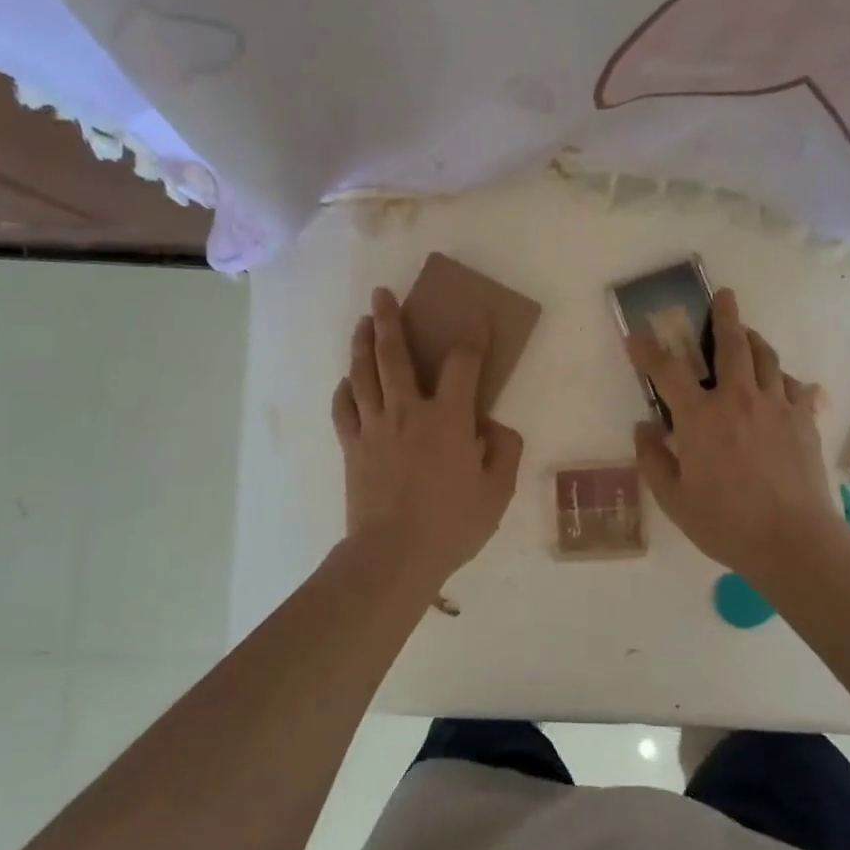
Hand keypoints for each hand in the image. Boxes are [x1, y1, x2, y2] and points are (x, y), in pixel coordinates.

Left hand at [332, 287, 523, 594]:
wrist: (393, 555)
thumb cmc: (452, 524)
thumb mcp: (496, 492)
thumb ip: (504, 452)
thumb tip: (495, 427)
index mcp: (448, 418)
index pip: (464, 363)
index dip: (472, 336)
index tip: (474, 315)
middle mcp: (407, 411)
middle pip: (394, 355)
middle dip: (389, 319)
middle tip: (382, 294)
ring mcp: (374, 428)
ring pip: (363, 374)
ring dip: (362, 343)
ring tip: (363, 322)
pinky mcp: (352, 448)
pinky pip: (344, 409)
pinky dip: (346, 390)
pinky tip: (347, 381)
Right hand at [628, 288, 837, 579]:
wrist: (792, 540)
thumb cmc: (725, 522)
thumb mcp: (674, 499)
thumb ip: (653, 459)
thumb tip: (644, 427)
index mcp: (701, 417)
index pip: (667, 370)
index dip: (648, 349)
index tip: (636, 334)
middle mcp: (738, 399)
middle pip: (732, 344)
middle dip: (725, 315)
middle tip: (724, 295)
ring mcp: (777, 406)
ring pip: (768, 358)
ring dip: (755, 340)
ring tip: (749, 335)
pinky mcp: (805, 420)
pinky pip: (797, 387)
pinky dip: (787, 380)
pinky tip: (784, 385)